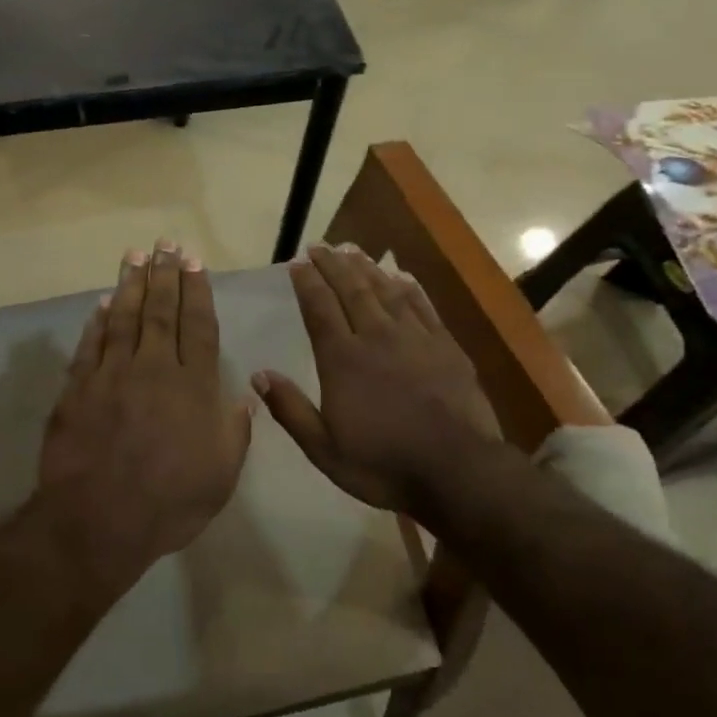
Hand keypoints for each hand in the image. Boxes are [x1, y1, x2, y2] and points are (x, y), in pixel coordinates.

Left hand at [38, 241, 252, 584]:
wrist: (98, 521)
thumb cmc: (170, 502)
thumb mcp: (221, 475)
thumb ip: (235, 431)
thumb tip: (246, 396)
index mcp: (192, 386)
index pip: (198, 326)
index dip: (197, 292)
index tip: (194, 263)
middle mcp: (153, 369)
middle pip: (160, 312)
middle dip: (165, 275)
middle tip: (165, 244)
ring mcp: (112, 376)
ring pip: (123, 318)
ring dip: (130, 284)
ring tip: (135, 256)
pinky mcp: (78, 389)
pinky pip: (90, 346)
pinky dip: (97, 322)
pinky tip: (102, 303)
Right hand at [253, 243, 502, 518]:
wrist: (457, 470)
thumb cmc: (383, 464)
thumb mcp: (324, 449)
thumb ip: (290, 409)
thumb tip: (258, 374)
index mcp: (342, 360)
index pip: (319, 309)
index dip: (307, 283)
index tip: (297, 262)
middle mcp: (376, 337)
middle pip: (351, 290)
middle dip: (332, 265)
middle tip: (320, 246)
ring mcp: (414, 338)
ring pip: (385, 291)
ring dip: (366, 267)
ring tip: (352, 249)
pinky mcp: (445, 346)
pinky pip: (422, 305)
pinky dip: (408, 287)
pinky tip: (400, 275)